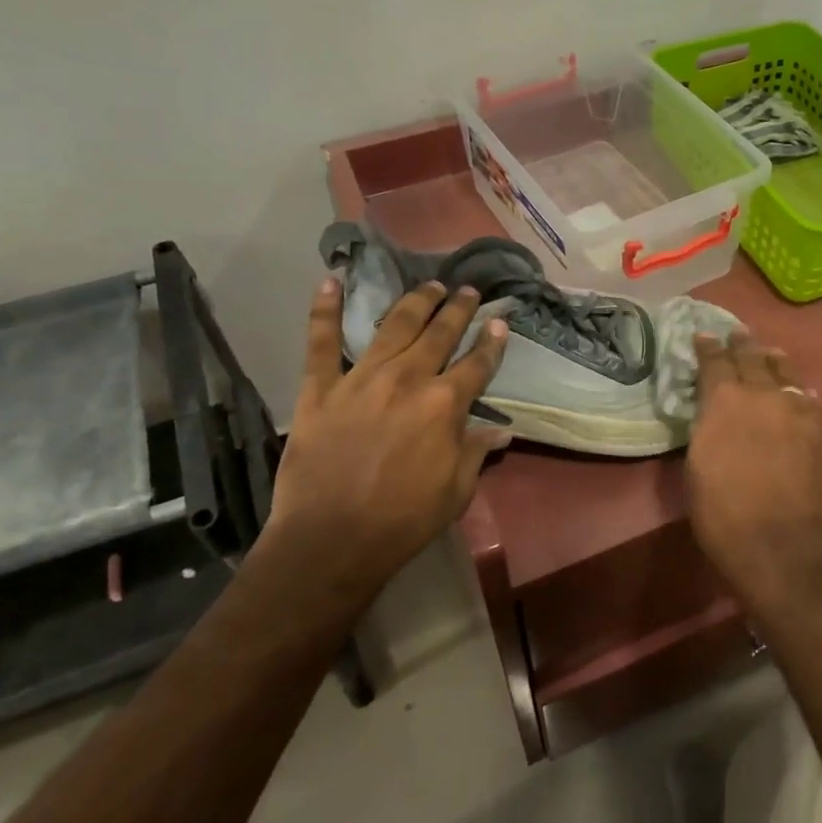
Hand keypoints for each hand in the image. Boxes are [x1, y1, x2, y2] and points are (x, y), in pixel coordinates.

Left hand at [265, 277, 507, 610]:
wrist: (331, 540)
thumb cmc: (403, 520)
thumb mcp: (455, 491)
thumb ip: (475, 452)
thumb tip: (501, 431)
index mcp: (444, 405)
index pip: (477, 364)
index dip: (492, 342)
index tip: (500, 322)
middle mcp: (407, 379)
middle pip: (439, 334)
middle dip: (457, 309)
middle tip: (467, 291)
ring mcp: (361, 379)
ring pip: (392, 326)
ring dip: (414, 301)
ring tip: (429, 285)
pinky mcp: (320, 388)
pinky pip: (321, 342)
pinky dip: (323, 310)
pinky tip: (330, 282)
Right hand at [684, 331, 821, 604]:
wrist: (782, 544)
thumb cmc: (723, 512)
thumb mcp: (696, 466)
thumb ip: (707, 429)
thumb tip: (714, 415)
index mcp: (724, 401)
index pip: (714, 362)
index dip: (708, 347)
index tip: (705, 335)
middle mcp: (763, 396)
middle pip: (753, 359)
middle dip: (742, 345)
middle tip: (737, 334)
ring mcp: (798, 412)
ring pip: (786, 374)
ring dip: (774, 362)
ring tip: (770, 354)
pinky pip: (809, 401)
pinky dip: (800, 392)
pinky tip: (801, 393)